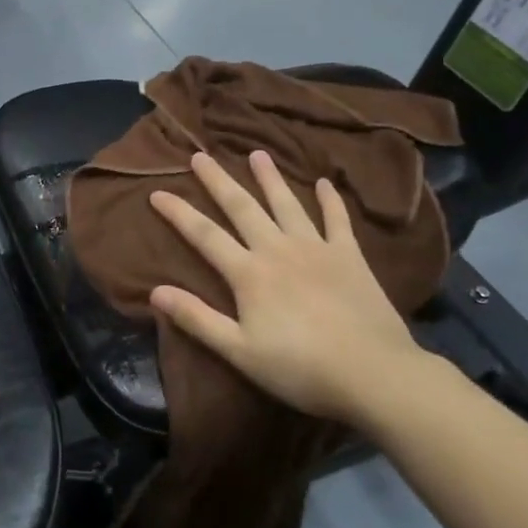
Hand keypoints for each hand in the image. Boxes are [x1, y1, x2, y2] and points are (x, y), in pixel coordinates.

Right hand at [148, 150, 425, 426]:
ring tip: (257, 154)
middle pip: (242, 207)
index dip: (178, 213)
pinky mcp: (349, 255)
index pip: (204, 235)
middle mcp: (278, 249)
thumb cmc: (300, 367)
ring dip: (269, 178)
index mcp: (249, 273)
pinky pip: (337, 219)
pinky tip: (324, 182)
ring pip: (286, 203)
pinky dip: (330, 200)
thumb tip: (155, 291)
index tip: (157, 192)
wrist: (372, 373)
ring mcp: (316, 248)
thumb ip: (197, 319)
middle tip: (201, 155)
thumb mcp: (239, 351)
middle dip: (218, 180)